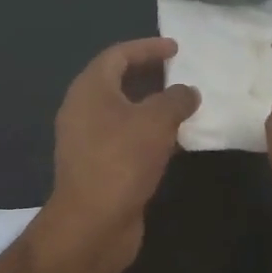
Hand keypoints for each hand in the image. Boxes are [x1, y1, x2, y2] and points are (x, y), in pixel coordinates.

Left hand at [42, 37, 199, 272]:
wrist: (93, 225)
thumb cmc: (121, 161)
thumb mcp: (156, 121)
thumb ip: (176, 99)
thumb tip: (188, 92)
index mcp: (90, 89)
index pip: (118, 55)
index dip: (148, 47)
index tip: (176, 48)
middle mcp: (83, 110)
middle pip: (118, 81)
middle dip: (150, 74)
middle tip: (180, 72)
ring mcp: (88, 140)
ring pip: (123, 111)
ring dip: (152, 105)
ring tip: (183, 104)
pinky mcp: (97, 166)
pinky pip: (125, 137)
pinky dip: (148, 132)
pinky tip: (174, 140)